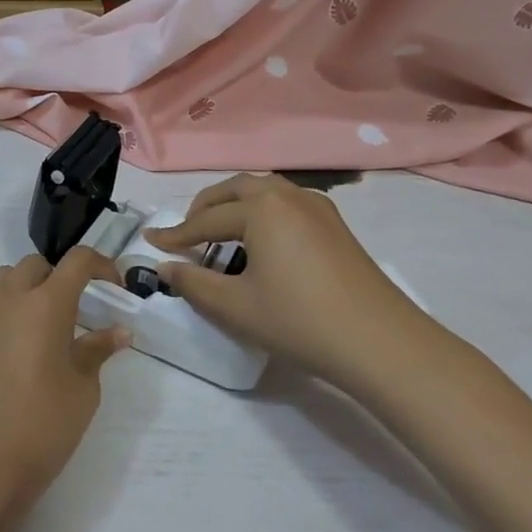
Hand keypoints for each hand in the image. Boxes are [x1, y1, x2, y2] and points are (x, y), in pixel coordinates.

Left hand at [0, 249, 128, 507]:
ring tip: (37, 321)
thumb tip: (118, 331)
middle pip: (37, 265)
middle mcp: (10, 297)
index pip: (78, 260)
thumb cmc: (43, 427)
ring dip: (24, 287)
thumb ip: (98, 351)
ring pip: (3, 276)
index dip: (101, 265)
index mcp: (47, 303)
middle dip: (61, 279)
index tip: (114, 288)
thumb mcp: (84, 390)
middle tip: (76, 314)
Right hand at [144, 174, 433, 396]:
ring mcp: (318, 208)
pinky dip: (263, 213)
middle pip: (236, 189)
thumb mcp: (235, 306)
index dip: (176, 234)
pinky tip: (262, 242)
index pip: (206, 219)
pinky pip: (287, 204)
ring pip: (265, 192)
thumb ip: (194, 283)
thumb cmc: (299, 320)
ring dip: (236, 205)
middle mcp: (288, 195)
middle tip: (186, 231)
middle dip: (206, 207)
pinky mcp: (336, 226)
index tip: (151, 242)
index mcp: (261, 207)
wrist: (380, 343)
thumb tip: (166, 268)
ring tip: (220, 233)